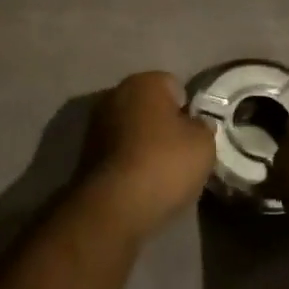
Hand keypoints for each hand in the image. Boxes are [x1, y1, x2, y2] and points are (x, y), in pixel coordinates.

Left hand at [75, 72, 216, 237]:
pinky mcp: (85, 152)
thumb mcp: (203, 145)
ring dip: (144, 143)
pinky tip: (140, 183)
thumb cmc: (164, 164)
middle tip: (180, 154)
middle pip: (150, 106)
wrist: (114, 206)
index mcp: (145, 81)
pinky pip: (118, 150)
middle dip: (164, 124)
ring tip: (160, 173)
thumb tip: (196, 125)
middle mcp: (117, 92)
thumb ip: (203, 127)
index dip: (188, 111)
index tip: (194, 136)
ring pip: (132, 128)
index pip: (175, 86)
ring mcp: (97, 122)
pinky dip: (128, 161)